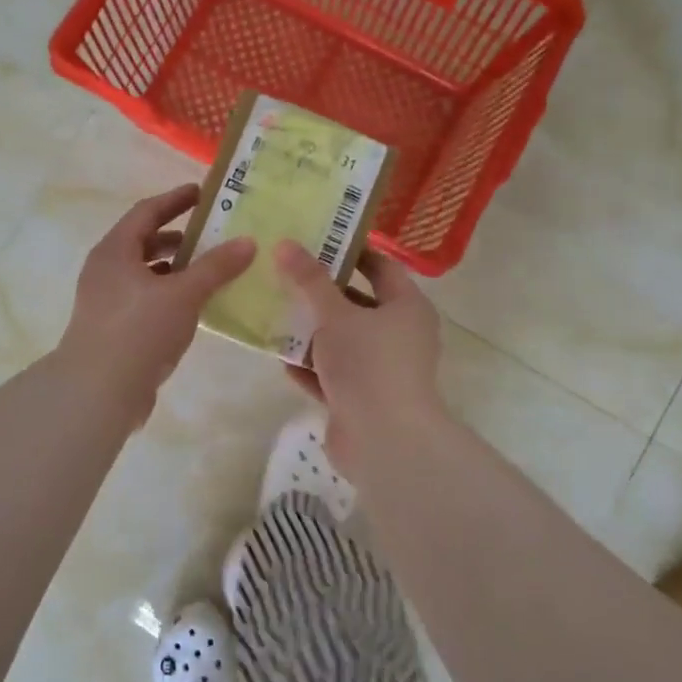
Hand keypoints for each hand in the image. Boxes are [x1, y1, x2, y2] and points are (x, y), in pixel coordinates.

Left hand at [55, 186, 254, 419]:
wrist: (99, 390)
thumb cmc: (139, 330)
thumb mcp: (184, 294)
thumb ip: (216, 267)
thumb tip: (248, 241)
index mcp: (115, 251)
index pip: (147, 212)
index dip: (175, 200)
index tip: (203, 194)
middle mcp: (106, 270)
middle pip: (144, 242)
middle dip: (179, 238)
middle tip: (214, 236)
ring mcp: (106, 301)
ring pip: (145, 274)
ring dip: (175, 270)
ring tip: (210, 272)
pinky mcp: (113, 329)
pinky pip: (146, 300)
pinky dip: (170, 296)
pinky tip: (194, 308)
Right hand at [273, 240, 444, 473]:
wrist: (383, 440)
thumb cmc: (368, 364)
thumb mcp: (335, 315)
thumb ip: (310, 281)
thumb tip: (286, 244)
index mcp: (406, 307)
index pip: (381, 267)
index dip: (350, 252)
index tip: (316, 241)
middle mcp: (399, 336)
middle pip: (357, 305)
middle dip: (321, 295)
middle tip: (285, 276)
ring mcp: (381, 370)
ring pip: (342, 343)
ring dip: (312, 333)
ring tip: (275, 314)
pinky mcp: (361, 399)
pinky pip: (333, 376)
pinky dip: (311, 368)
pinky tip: (282, 360)